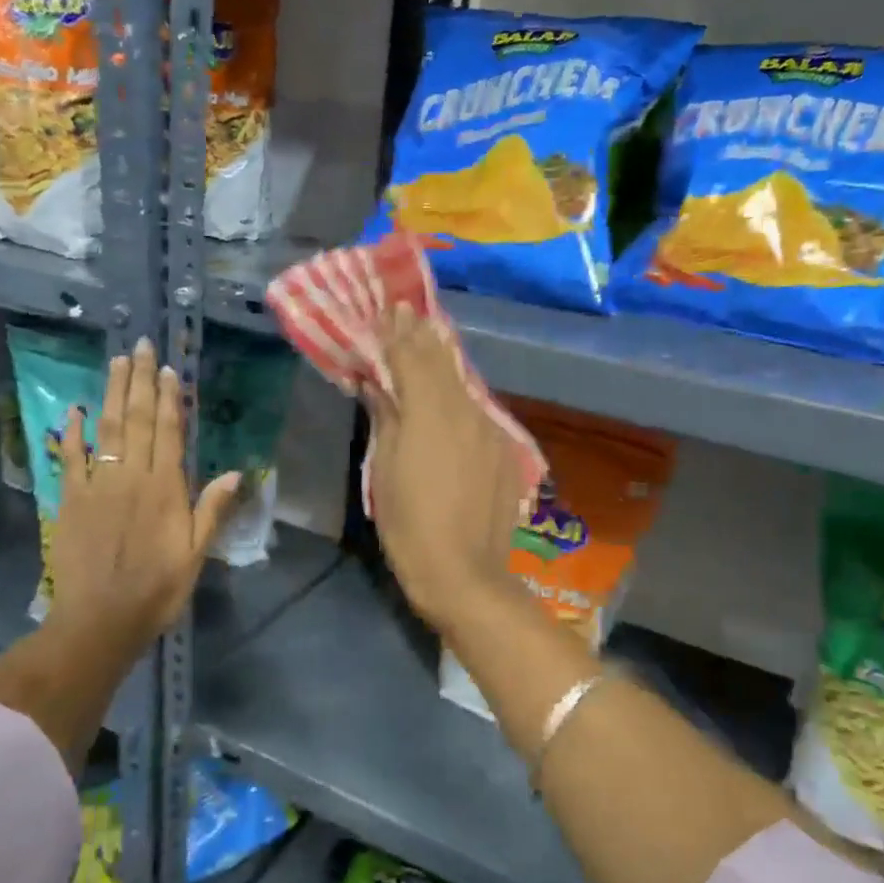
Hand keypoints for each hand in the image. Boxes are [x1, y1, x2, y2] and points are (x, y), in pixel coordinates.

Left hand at [43, 337, 242, 664]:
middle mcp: (131, 477)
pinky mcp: (71, 500)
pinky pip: (70, 458)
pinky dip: (71, 432)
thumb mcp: (196, 554)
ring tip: (116, 362)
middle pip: (136, 419)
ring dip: (110, 393)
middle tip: (141, 347)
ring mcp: (98, 485)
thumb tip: (237, 471)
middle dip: (139, 381)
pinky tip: (73, 409)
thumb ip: (212, 509)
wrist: (100, 620)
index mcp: (165, 489)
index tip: (169, 369)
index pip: (168, 432)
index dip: (168, 398)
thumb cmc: (157, 589)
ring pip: (105, 429)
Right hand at [364, 305, 522, 631]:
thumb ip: (386, 417)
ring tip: (430, 338)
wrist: (464, 572)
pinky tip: (453, 394)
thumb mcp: (384, 469)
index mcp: (429, 411)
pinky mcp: (505, 449)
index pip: (411, 356)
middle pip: (442, 360)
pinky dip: (461, 395)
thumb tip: (378, 384)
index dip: (396, 332)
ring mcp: (490, 428)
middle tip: (407, 312)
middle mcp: (465, 409)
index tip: (387, 310)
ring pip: (464, 383)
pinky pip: (479, 410)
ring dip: (444, 360)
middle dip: (422, 334)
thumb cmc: (409, 524)